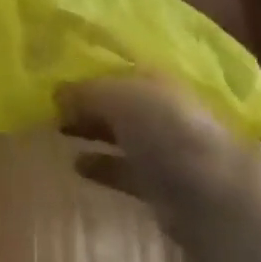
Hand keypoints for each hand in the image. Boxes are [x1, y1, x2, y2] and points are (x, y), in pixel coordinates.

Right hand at [58, 75, 260, 243]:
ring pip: (118, 133)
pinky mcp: (158, 184)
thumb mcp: (119, 96)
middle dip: (85, 100)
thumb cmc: (166, 130)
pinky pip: (122, 169)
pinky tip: (75, 164)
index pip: (117, 67)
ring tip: (55, 128)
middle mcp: (160, 108)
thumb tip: (55, 92)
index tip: (53, 72)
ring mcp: (161, 147)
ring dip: (90, 130)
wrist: (213, 194)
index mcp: (155, 79)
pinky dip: (101, 165)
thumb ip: (86, 92)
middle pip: (117, 100)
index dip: (87, 68)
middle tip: (47, 102)